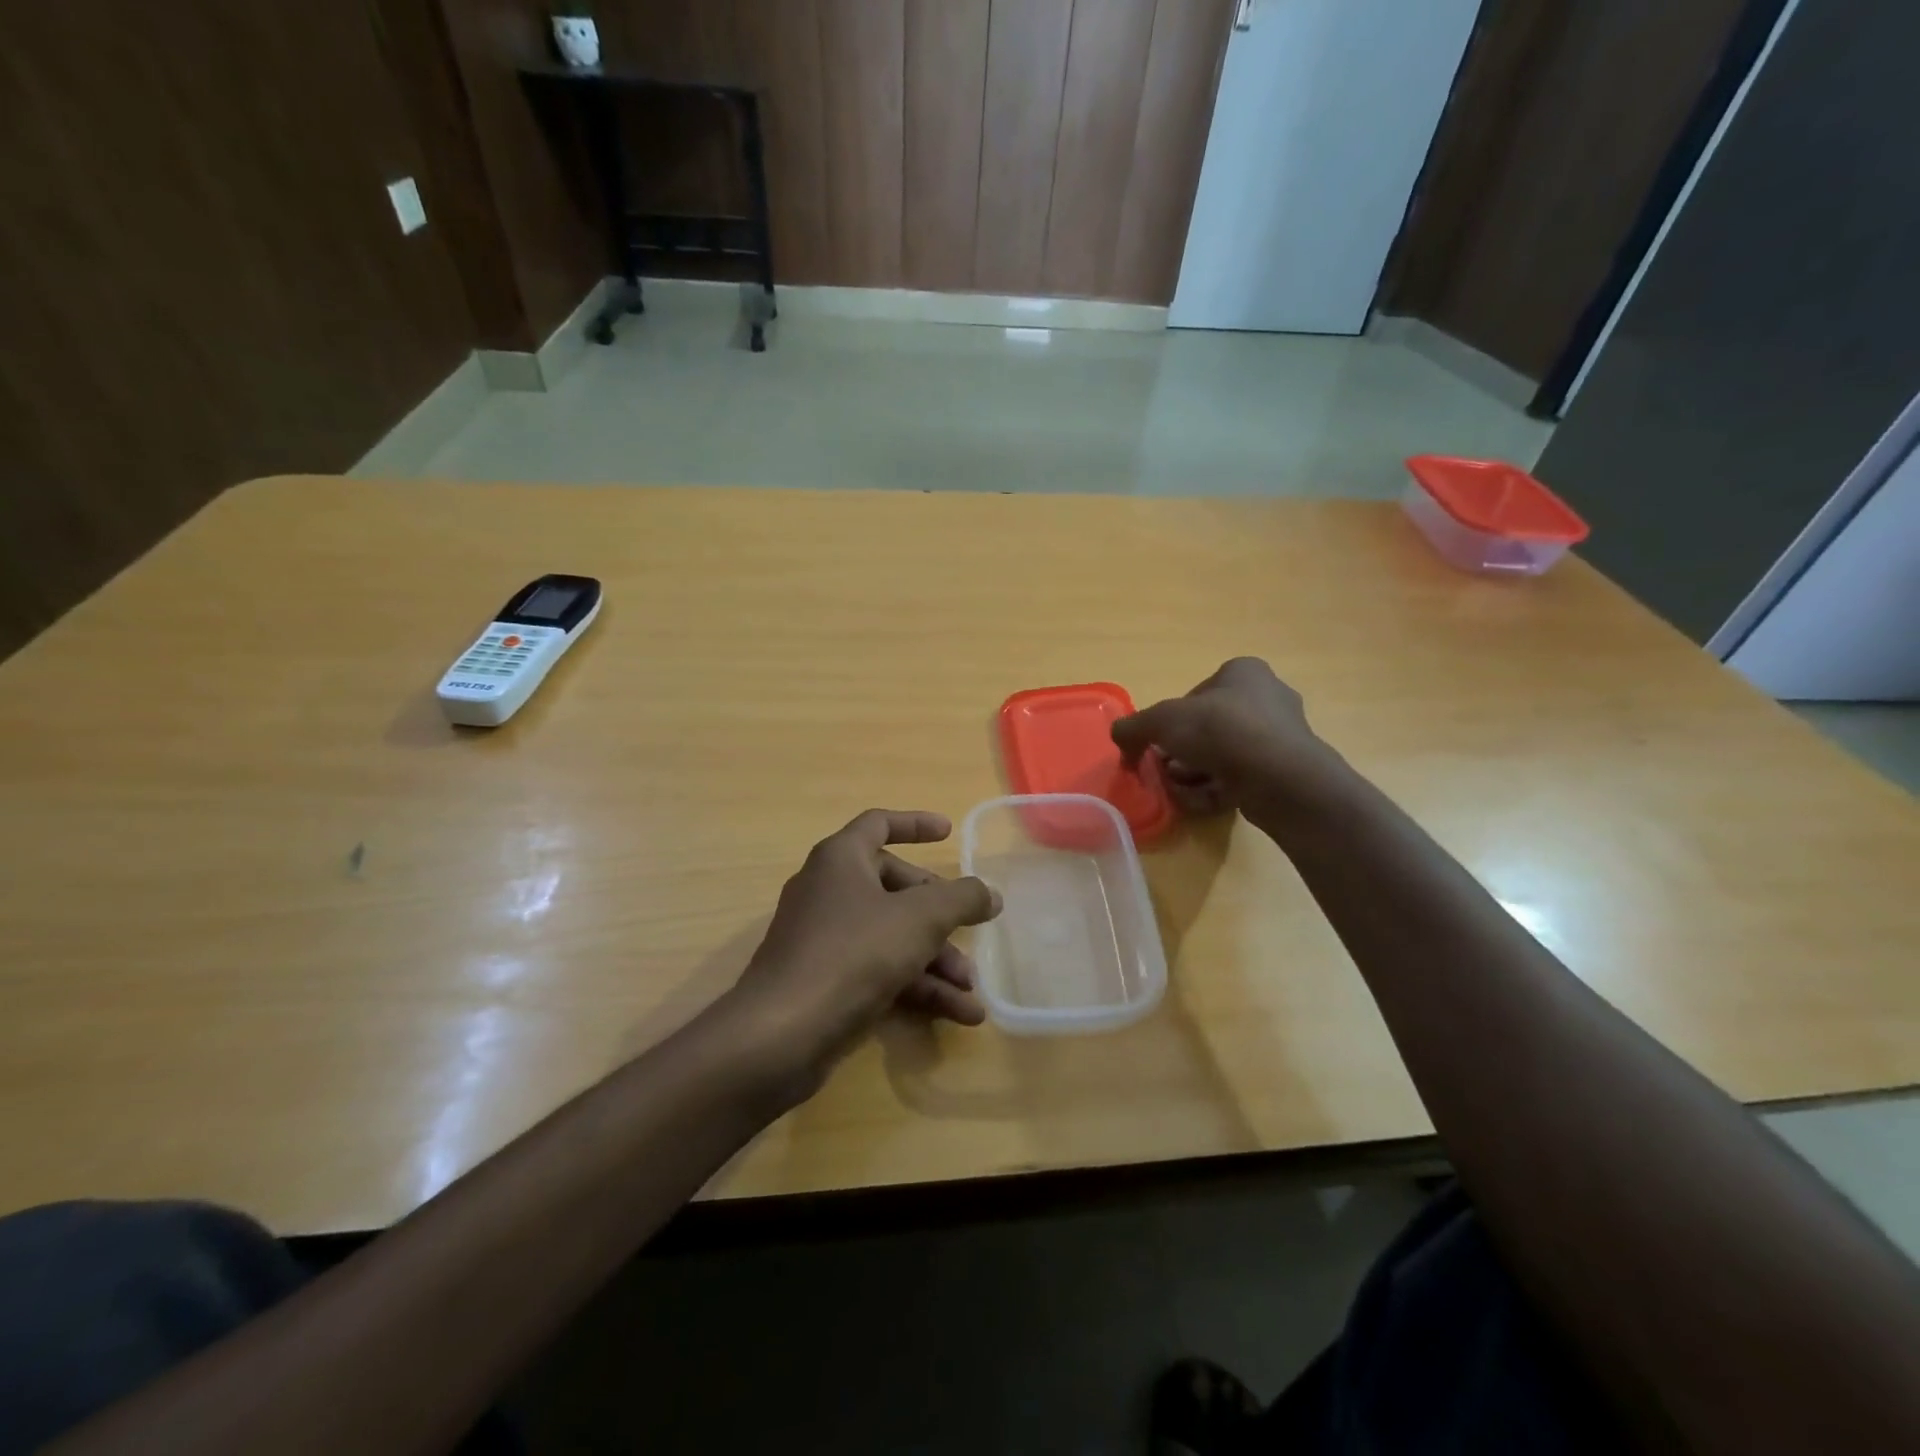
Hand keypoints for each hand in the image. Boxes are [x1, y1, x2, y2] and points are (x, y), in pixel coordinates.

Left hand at [728, 809, 1000, 1091]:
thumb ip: (962, 899)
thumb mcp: (919, 919)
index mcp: (841, 859)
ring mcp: (825, 938)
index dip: (915, 824)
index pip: (879, 824)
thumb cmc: (853, 953)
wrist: (781, 1034)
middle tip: (971, 929)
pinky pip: (880, 971)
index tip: (948, 832)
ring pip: (892, 936)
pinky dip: (917, 987)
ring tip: (972, 989)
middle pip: (894, 888)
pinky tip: (959, 1013)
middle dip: (939, 914)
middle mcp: (829, 891)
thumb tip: (991, 893)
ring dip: (935, 961)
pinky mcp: (826, 981)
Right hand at [1111, 658, 1341, 819]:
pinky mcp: (1284, 771)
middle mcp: (1267, 698)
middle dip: (1180, 752)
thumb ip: (1133, 728)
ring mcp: (1280, 737)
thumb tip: (1119, 739)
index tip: (1156, 744)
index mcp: (1243, 673)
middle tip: (1162, 769)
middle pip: (1207, 728)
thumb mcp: (1161, 721)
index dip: (1170, 721)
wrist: (1279, 777)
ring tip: (1176, 789)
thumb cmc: (1220, 731)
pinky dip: (1214, 790)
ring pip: (1222, 756)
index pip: (1195, 694)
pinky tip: (1197, 802)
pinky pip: (1240, 778)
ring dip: (1193, 773)